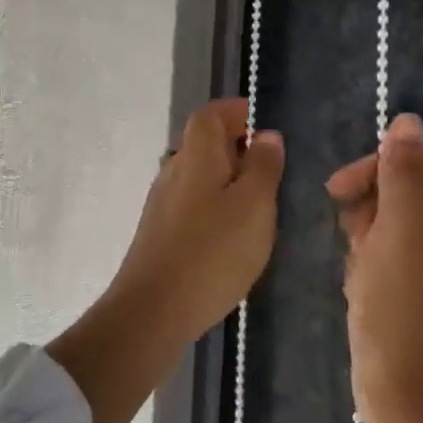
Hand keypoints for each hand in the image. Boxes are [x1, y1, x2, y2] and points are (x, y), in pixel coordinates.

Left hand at [49, 98, 283, 422]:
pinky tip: (232, 232)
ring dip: (226, 177)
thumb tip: (266, 134)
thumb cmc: (212, 252)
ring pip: (197, 174)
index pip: (210, 114)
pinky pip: (192, 201)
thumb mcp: (254, 206)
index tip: (262, 122)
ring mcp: (162, 202)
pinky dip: (214, 203)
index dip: (235, 111)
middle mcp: (173, 170)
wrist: (153, 310)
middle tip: (270, 164)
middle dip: (235, 144)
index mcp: (196, 155)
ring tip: (258, 200)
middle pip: (202, 142)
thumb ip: (263, 167)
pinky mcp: (160, 231)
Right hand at [327, 112, 422, 422]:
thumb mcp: (397, 235)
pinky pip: (389, 258)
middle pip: (405, 196)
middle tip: (354, 245)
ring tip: (359, 277)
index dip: (375, 172)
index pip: (418, 168)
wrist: (406, 401)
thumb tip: (409, 120)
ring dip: (365, 243)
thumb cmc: (401, 313)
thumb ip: (400, 175)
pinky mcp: (422, 294)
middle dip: (369, 215)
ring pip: (391, 228)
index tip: (335, 191)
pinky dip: (369, 267)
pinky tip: (361, 292)